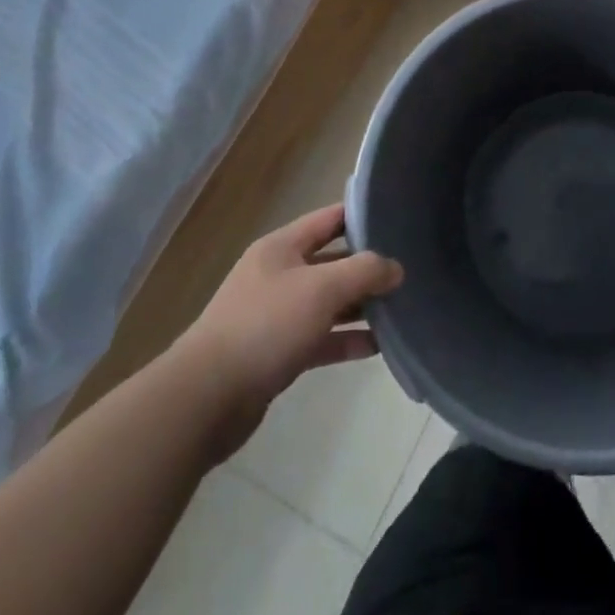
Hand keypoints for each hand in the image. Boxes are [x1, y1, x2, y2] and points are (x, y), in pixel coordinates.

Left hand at [174, 204, 403, 462]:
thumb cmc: (266, 326)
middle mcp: (278, 275)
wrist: (206, 399)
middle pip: (331, 261)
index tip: (398, 218)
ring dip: (360, 306)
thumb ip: (364, 272)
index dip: (362, 215)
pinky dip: (346, 340)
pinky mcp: (277, 354)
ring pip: (328, 302)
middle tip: (408, 270)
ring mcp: (276, 315)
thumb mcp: (322, 289)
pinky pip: (320, 338)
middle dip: (367, 267)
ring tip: (401, 308)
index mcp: (282, 247)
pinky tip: (377, 346)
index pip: (329, 219)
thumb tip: (396, 268)